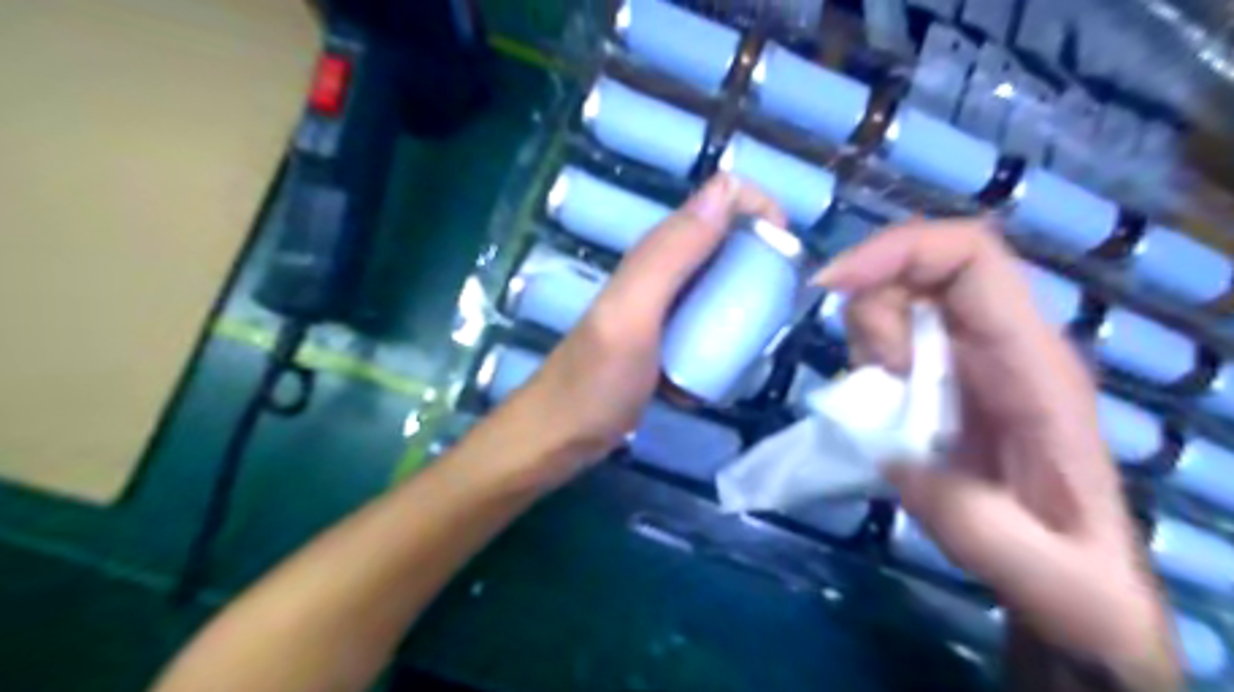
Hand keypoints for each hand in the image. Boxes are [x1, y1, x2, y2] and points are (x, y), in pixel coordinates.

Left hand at [517, 169, 783, 465]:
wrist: (561, 435)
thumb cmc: (596, 380)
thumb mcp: (633, 314)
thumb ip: (671, 255)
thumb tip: (727, 192)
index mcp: (657, 252)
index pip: (721, 201)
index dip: (760, 212)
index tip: (788, 256)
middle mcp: (663, 270)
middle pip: (728, 243)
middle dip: (763, 265)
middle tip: (780, 310)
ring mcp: (665, 307)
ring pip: (723, 285)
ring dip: (749, 306)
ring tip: (761, 342)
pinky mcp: (667, 339)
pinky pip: (710, 324)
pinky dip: (726, 339)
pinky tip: (729, 366)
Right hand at [816, 220, 1178, 687]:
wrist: (1073, 576)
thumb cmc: (1067, 567)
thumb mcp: (1036, 567)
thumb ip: (970, 516)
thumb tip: (892, 450)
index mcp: (1033, 363)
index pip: (971, 259)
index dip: (897, 252)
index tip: (830, 287)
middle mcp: (1003, 341)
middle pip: (922, 268)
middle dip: (872, 307)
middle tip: (873, 379)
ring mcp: (971, 354)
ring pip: (899, 297)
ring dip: (868, 338)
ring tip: (888, 406)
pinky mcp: (944, 372)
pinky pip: (891, 333)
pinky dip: (867, 357)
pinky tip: (884, 407)